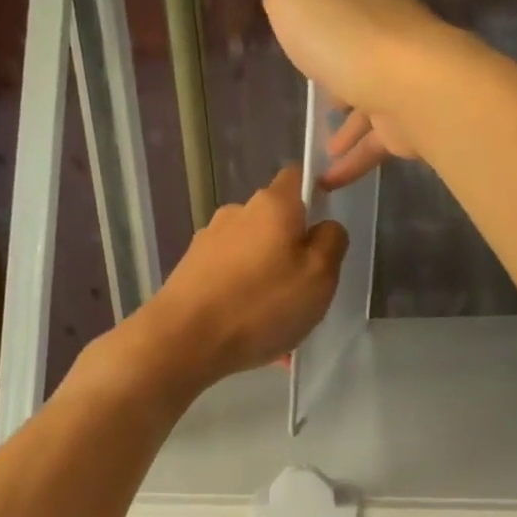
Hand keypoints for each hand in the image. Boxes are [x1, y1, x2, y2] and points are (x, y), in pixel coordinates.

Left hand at [131, 167, 347, 395]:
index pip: (297, 177)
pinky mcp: (189, 271)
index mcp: (273, 205)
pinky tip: (248, 336)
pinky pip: (229, 281)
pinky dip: (242, 301)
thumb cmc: (262, 304)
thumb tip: (325, 227)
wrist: (184, 339)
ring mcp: (208, 242)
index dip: (314, 196)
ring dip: (265, 282)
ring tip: (274, 327)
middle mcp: (236, 213)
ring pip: (251, 257)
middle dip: (289, 252)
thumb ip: (332, 243)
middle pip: (274, 224)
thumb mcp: (320, 276)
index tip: (323, 232)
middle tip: (302, 294)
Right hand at [263, 0, 459, 189]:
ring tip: (323, 149)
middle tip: (314, 97)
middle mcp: (386, 28)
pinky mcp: (409, 120)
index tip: (298, 41)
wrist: (408, 85)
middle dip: (336, 72)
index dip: (317, 16)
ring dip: (346, 126)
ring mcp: (401, 76)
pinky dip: (350, 164)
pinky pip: (374, 143)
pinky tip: (326, 183)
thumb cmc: (343, 36)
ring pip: (368, 99)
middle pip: (355, 48)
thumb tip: (288, 5)